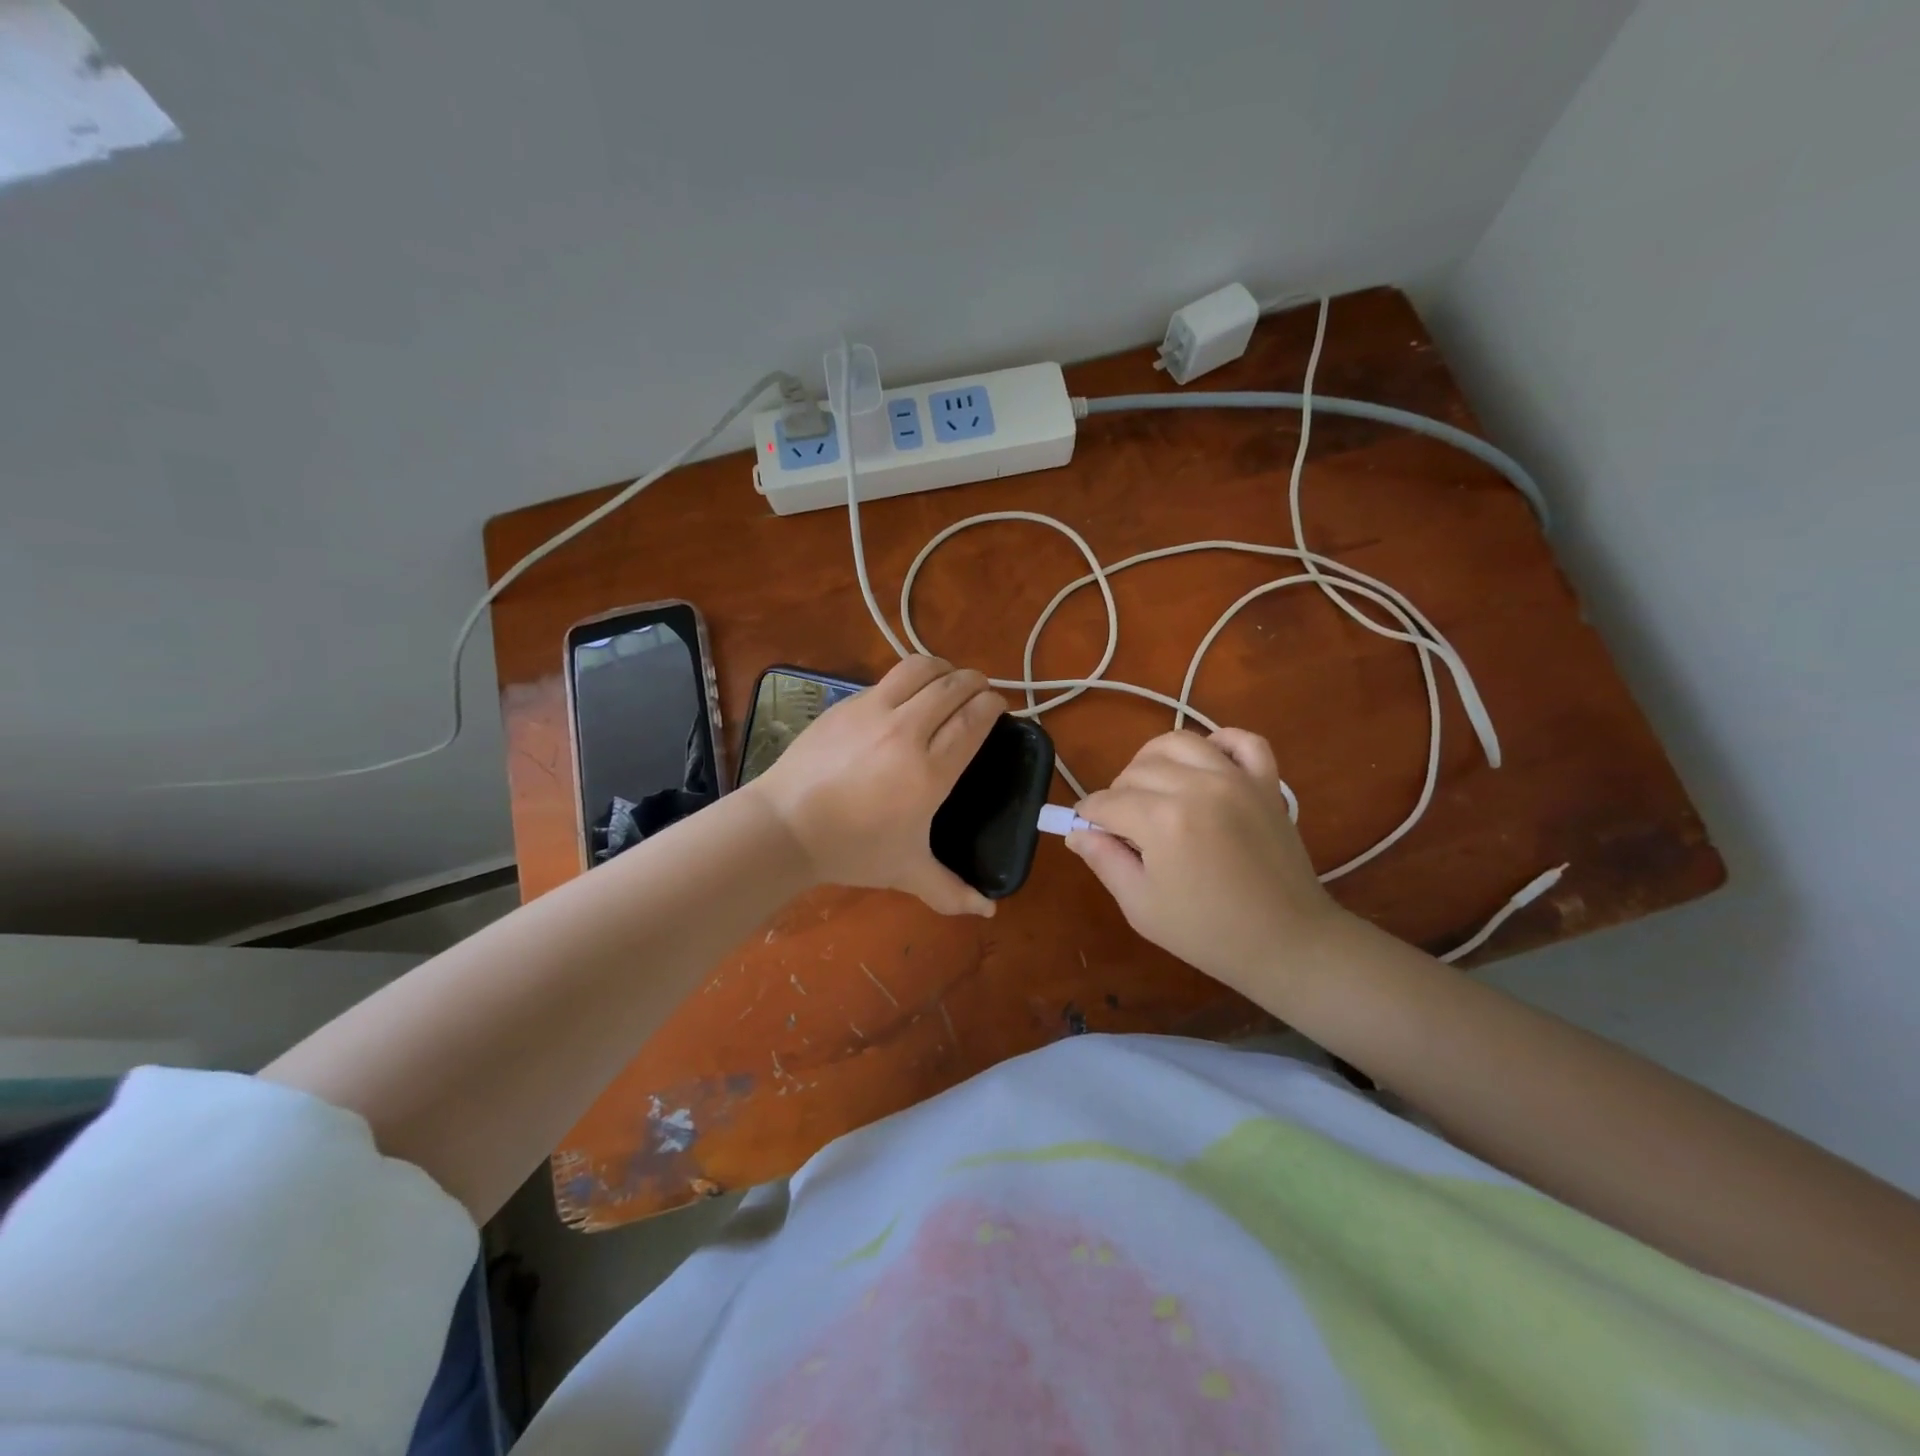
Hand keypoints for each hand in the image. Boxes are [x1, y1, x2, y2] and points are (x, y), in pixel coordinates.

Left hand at [750, 656, 1005, 916]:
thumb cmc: (851, 850)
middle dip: (975, 682)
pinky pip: (887, 680)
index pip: (973, 720)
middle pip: (952, 687)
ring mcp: (872, 712)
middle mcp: (906, 731)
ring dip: (943, 669)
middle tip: (982, 691)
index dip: (993, 706)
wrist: (784, 827)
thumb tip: (988, 911)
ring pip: (919, 669)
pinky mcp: (846, 704)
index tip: (1001, 707)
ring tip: (949, 680)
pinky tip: (906, 696)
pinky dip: (909, 680)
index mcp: (929, 772)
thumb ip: (951, 891)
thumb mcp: (907, 872)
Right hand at [1067, 729, 1344, 994]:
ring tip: (1154, 790)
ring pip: (1179, 742)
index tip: (1086, 831)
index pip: (1106, 802)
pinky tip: (1206, 763)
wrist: (1287, 943)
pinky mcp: (1266, 783)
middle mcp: (1197, 786)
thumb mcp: (1141, 906)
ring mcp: (1236, 779)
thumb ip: (1103, 861)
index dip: (1088, 816)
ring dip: (1155, 761)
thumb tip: (1077, 832)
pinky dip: (1221, 742)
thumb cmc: (1207, 932)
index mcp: (1162, 820)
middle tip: (1123, 827)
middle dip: (1118, 794)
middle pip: (1136, 770)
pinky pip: (1243, 741)